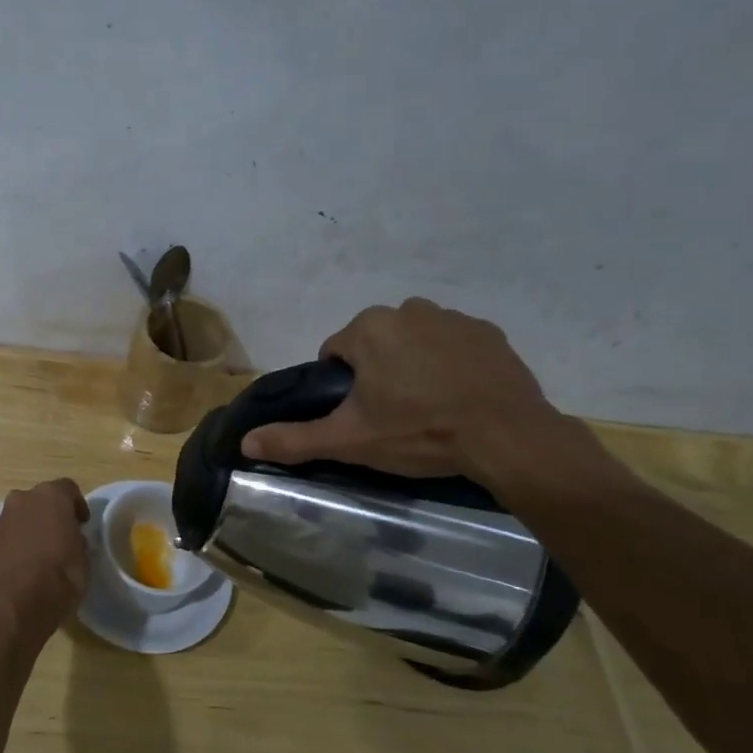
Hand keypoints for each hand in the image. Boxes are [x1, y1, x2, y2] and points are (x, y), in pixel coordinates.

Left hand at [0, 478, 89, 637]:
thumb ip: (76, 537)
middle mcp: (23, 499)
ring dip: (31, 527)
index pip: (68, 488)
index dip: (77, 505)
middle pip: (40, 499)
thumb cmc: (63, 574)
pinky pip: (9, 535)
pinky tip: (26, 564)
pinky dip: (18, 543)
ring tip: (42, 552)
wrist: (21, 603)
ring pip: (21, 516)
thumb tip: (70, 537)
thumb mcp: (84, 555)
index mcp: (51, 495)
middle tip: (62, 534)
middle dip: (50, 513)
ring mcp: (2, 519)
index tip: (82, 523)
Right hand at [240, 299, 566, 484]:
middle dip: (378, 372)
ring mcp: (454, 318)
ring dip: (414, 366)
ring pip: (414, 342)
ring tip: (429, 409)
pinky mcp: (490, 333)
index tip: (362, 414)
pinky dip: (451, 365)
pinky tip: (460, 398)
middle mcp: (409, 309)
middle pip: (375, 343)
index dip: (343, 386)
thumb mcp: (350, 440)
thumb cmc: (419, 432)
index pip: (336, 352)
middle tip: (394, 415)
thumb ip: (294, 438)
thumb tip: (244, 442)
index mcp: (369, 328)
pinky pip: (454, 345)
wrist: (508, 438)